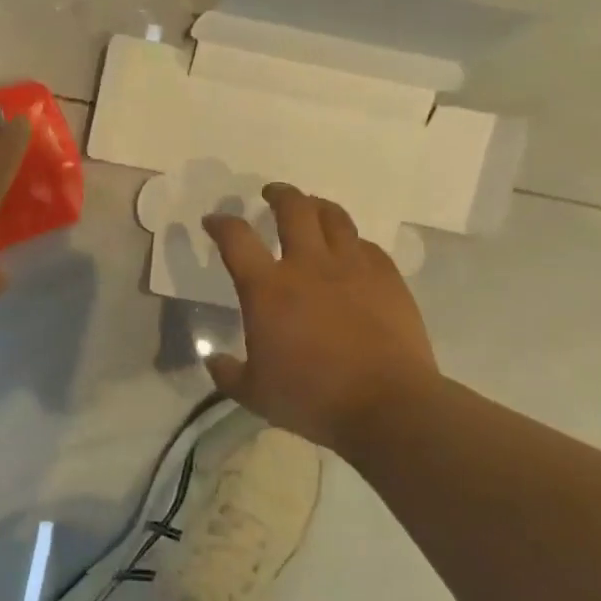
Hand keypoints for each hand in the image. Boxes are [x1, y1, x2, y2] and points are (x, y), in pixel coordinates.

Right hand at [202, 184, 440, 455]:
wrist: (387, 405)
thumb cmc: (312, 398)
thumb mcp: (255, 393)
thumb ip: (228, 373)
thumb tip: (213, 361)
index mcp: (268, 288)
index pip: (235, 238)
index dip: (220, 223)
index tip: (213, 221)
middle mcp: (308, 265)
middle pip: (292, 208)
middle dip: (278, 194)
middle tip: (270, 194)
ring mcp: (352, 267)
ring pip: (334, 217)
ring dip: (317, 206)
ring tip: (311, 207)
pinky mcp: (387, 278)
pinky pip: (367, 245)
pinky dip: (352, 241)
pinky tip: (351, 250)